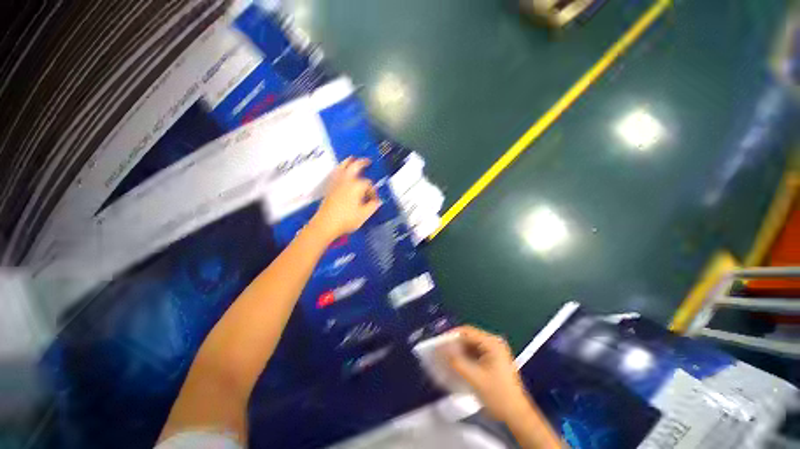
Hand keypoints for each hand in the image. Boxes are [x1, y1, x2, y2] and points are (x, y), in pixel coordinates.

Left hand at [310, 158, 381, 241]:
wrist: (326, 225)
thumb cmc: (345, 220)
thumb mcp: (364, 215)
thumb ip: (373, 205)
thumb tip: (377, 201)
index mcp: (357, 186)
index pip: (369, 184)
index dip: (373, 191)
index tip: (374, 199)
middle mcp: (346, 181)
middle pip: (355, 166)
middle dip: (362, 163)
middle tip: (368, 161)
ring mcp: (336, 183)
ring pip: (342, 167)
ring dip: (348, 162)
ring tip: (352, 159)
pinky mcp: (330, 188)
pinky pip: (335, 174)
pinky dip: (338, 169)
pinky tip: (339, 171)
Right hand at [445, 326, 534, 422]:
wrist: (516, 415)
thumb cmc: (498, 395)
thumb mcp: (474, 378)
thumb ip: (457, 362)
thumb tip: (442, 350)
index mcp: (492, 343)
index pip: (467, 331)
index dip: (452, 335)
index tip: (439, 343)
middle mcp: (494, 343)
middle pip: (469, 337)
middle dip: (455, 344)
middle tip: (442, 352)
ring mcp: (494, 351)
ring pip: (471, 345)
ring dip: (459, 351)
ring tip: (447, 359)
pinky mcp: (493, 360)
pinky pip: (475, 353)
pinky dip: (465, 357)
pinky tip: (458, 365)